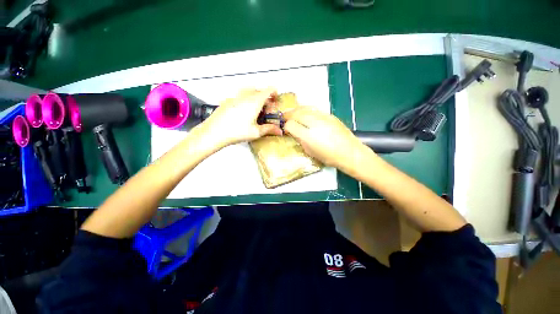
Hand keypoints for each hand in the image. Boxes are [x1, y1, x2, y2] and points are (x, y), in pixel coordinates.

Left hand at [196, 88, 282, 147]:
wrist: (214, 132)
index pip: (268, 90)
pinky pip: (240, 96)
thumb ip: (269, 129)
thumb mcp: (256, 132)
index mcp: (254, 101)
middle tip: (266, 109)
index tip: (276, 100)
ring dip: (255, 97)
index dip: (274, 93)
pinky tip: (244, 113)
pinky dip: (246, 100)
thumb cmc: (236, 132)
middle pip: (259, 90)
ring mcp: (235, 97)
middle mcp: (245, 96)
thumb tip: (279, 131)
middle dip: (265, 97)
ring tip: (256, 110)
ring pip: (248, 91)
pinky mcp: (227, 101)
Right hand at [283, 107, 368, 170]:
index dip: (286, 126)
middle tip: (285, 117)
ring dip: (297, 110)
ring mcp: (323, 117)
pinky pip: (314, 110)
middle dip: (289, 114)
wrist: (350, 152)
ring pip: (305, 108)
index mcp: (308, 136)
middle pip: (297, 113)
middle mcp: (314, 123)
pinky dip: (307, 110)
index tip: (285, 128)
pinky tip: (306, 114)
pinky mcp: (330, 115)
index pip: (291, 125)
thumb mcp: (310, 152)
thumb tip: (295, 133)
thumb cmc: (329, 157)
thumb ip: (301, 140)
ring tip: (293, 113)